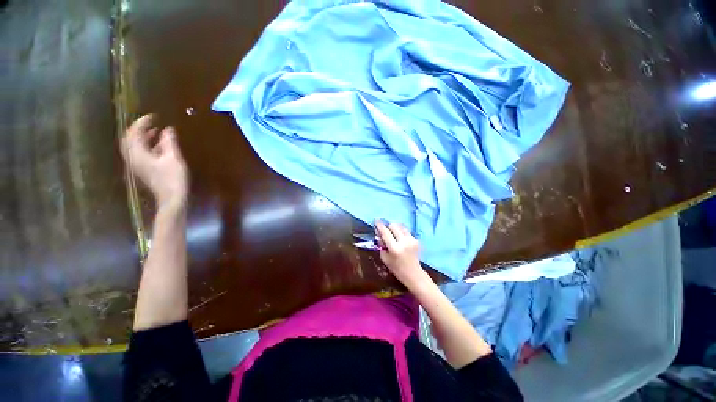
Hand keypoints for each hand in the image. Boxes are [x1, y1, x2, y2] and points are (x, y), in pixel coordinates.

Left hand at [121, 114, 188, 210]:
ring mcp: (137, 165)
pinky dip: (146, 146)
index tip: (152, 116)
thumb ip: (169, 142)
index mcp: (137, 153)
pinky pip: (139, 153)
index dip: (141, 123)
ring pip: (134, 147)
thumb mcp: (173, 158)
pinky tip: (157, 146)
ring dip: (142, 138)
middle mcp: (133, 158)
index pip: (134, 133)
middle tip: (151, 123)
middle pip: (130, 140)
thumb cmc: (173, 178)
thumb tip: (168, 129)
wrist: (171, 198)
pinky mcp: (143, 170)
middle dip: (139, 130)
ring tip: (155, 132)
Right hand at [374, 220, 428, 288]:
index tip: (376, 220)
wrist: (413, 273)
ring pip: (400, 226)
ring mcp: (411, 240)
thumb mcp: (384, 258)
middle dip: (388, 226)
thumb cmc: (396, 268)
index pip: (385, 233)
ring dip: (395, 228)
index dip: (380, 225)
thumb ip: (381, 244)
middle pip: (394, 226)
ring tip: (393, 234)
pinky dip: (401, 232)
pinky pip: (406, 231)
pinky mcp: (416, 239)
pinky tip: (400, 238)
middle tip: (385, 230)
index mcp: (395, 248)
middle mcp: (404, 242)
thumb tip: (379, 233)